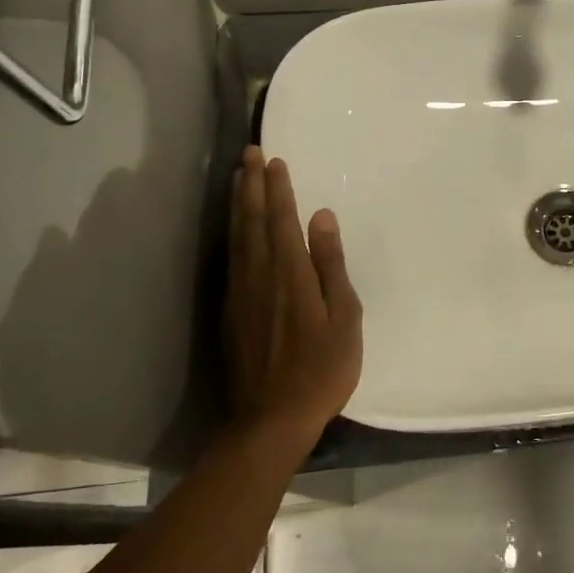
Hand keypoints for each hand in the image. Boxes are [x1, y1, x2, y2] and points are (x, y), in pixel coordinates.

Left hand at [227, 148, 362, 452]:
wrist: (270, 420)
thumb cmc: (321, 370)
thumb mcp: (343, 319)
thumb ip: (331, 266)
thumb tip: (321, 218)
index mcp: (290, 275)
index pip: (281, 220)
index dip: (278, 188)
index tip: (275, 159)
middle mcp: (259, 276)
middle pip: (251, 221)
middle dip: (250, 185)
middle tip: (249, 153)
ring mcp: (239, 294)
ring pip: (235, 237)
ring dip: (237, 203)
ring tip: (237, 177)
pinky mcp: (229, 312)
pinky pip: (230, 258)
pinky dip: (232, 233)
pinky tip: (235, 228)